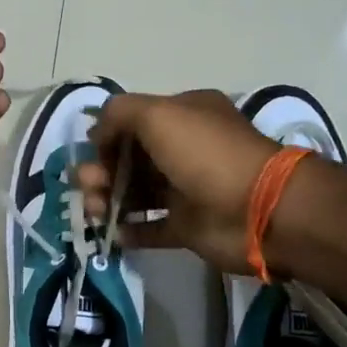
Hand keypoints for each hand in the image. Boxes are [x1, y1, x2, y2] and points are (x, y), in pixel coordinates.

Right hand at [75, 90, 279, 272]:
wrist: (258, 210)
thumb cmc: (205, 154)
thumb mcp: (158, 115)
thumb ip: (119, 113)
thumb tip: (96, 133)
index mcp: (183, 116)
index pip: (133, 121)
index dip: (107, 135)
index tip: (91, 152)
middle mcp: (184, 149)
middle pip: (129, 158)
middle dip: (101, 170)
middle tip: (88, 186)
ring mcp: (186, 189)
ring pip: (135, 192)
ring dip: (108, 199)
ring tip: (95, 211)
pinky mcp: (188, 226)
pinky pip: (150, 227)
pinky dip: (129, 229)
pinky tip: (113, 233)